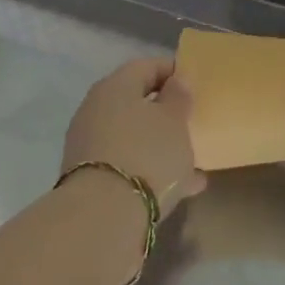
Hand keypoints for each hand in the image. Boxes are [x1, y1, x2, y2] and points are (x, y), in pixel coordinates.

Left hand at [62, 58, 206, 216]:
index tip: (195, 83)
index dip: (172, 71)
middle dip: (165, 112)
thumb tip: (176, 80)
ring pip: (133, 137)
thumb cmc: (146, 154)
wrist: (101, 218)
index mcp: (115, 86)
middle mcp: (96, 110)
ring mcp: (90, 146)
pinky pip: (128, 164)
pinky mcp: (90, 179)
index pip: (146, 66)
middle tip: (192, 121)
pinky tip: (182, 188)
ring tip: (193, 160)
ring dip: (160, 144)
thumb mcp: (174, 121)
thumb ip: (178, 97)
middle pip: (136, 103)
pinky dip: (151, 170)